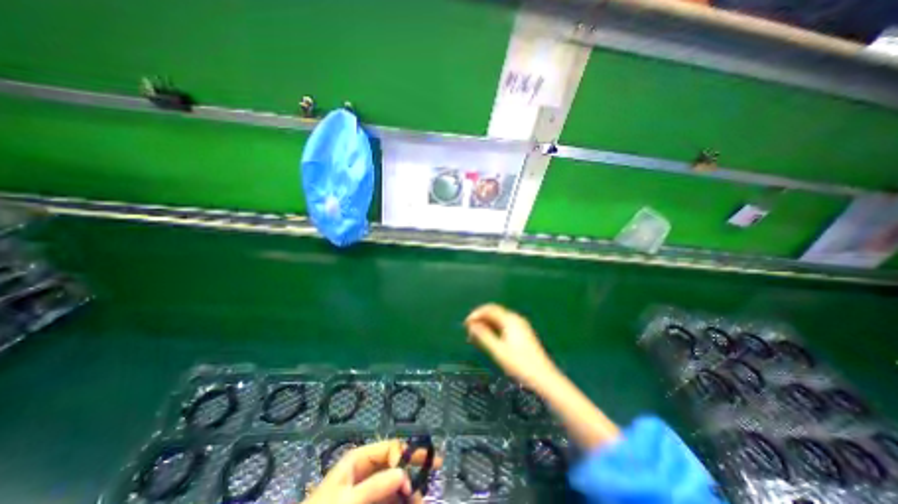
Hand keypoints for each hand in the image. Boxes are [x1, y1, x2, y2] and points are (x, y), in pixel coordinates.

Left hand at [303, 439, 440, 503]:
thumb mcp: (348, 500)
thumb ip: (376, 486)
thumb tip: (404, 474)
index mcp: (359, 460)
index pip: (389, 448)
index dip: (403, 455)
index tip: (412, 473)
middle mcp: (366, 471)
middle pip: (396, 462)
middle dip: (414, 465)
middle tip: (436, 465)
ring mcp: (369, 490)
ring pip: (396, 483)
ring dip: (411, 487)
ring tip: (424, 496)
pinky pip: (391, 500)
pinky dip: (403, 501)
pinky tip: (413, 502)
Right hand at [466, 302, 559, 388]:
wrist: (544, 378)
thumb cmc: (520, 364)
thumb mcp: (498, 351)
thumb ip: (484, 336)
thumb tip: (471, 325)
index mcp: (510, 320)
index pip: (489, 309)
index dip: (476, 314)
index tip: (465, 324)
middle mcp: (515, 319)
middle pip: (494, 312)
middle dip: (480, 318)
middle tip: (468, 330)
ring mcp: (520, 325)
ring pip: (498, 319)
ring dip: (486, 324)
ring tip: (475, 335)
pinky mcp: (522, 333)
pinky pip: (503, 324)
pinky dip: (493, 328)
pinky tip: (488, 338)